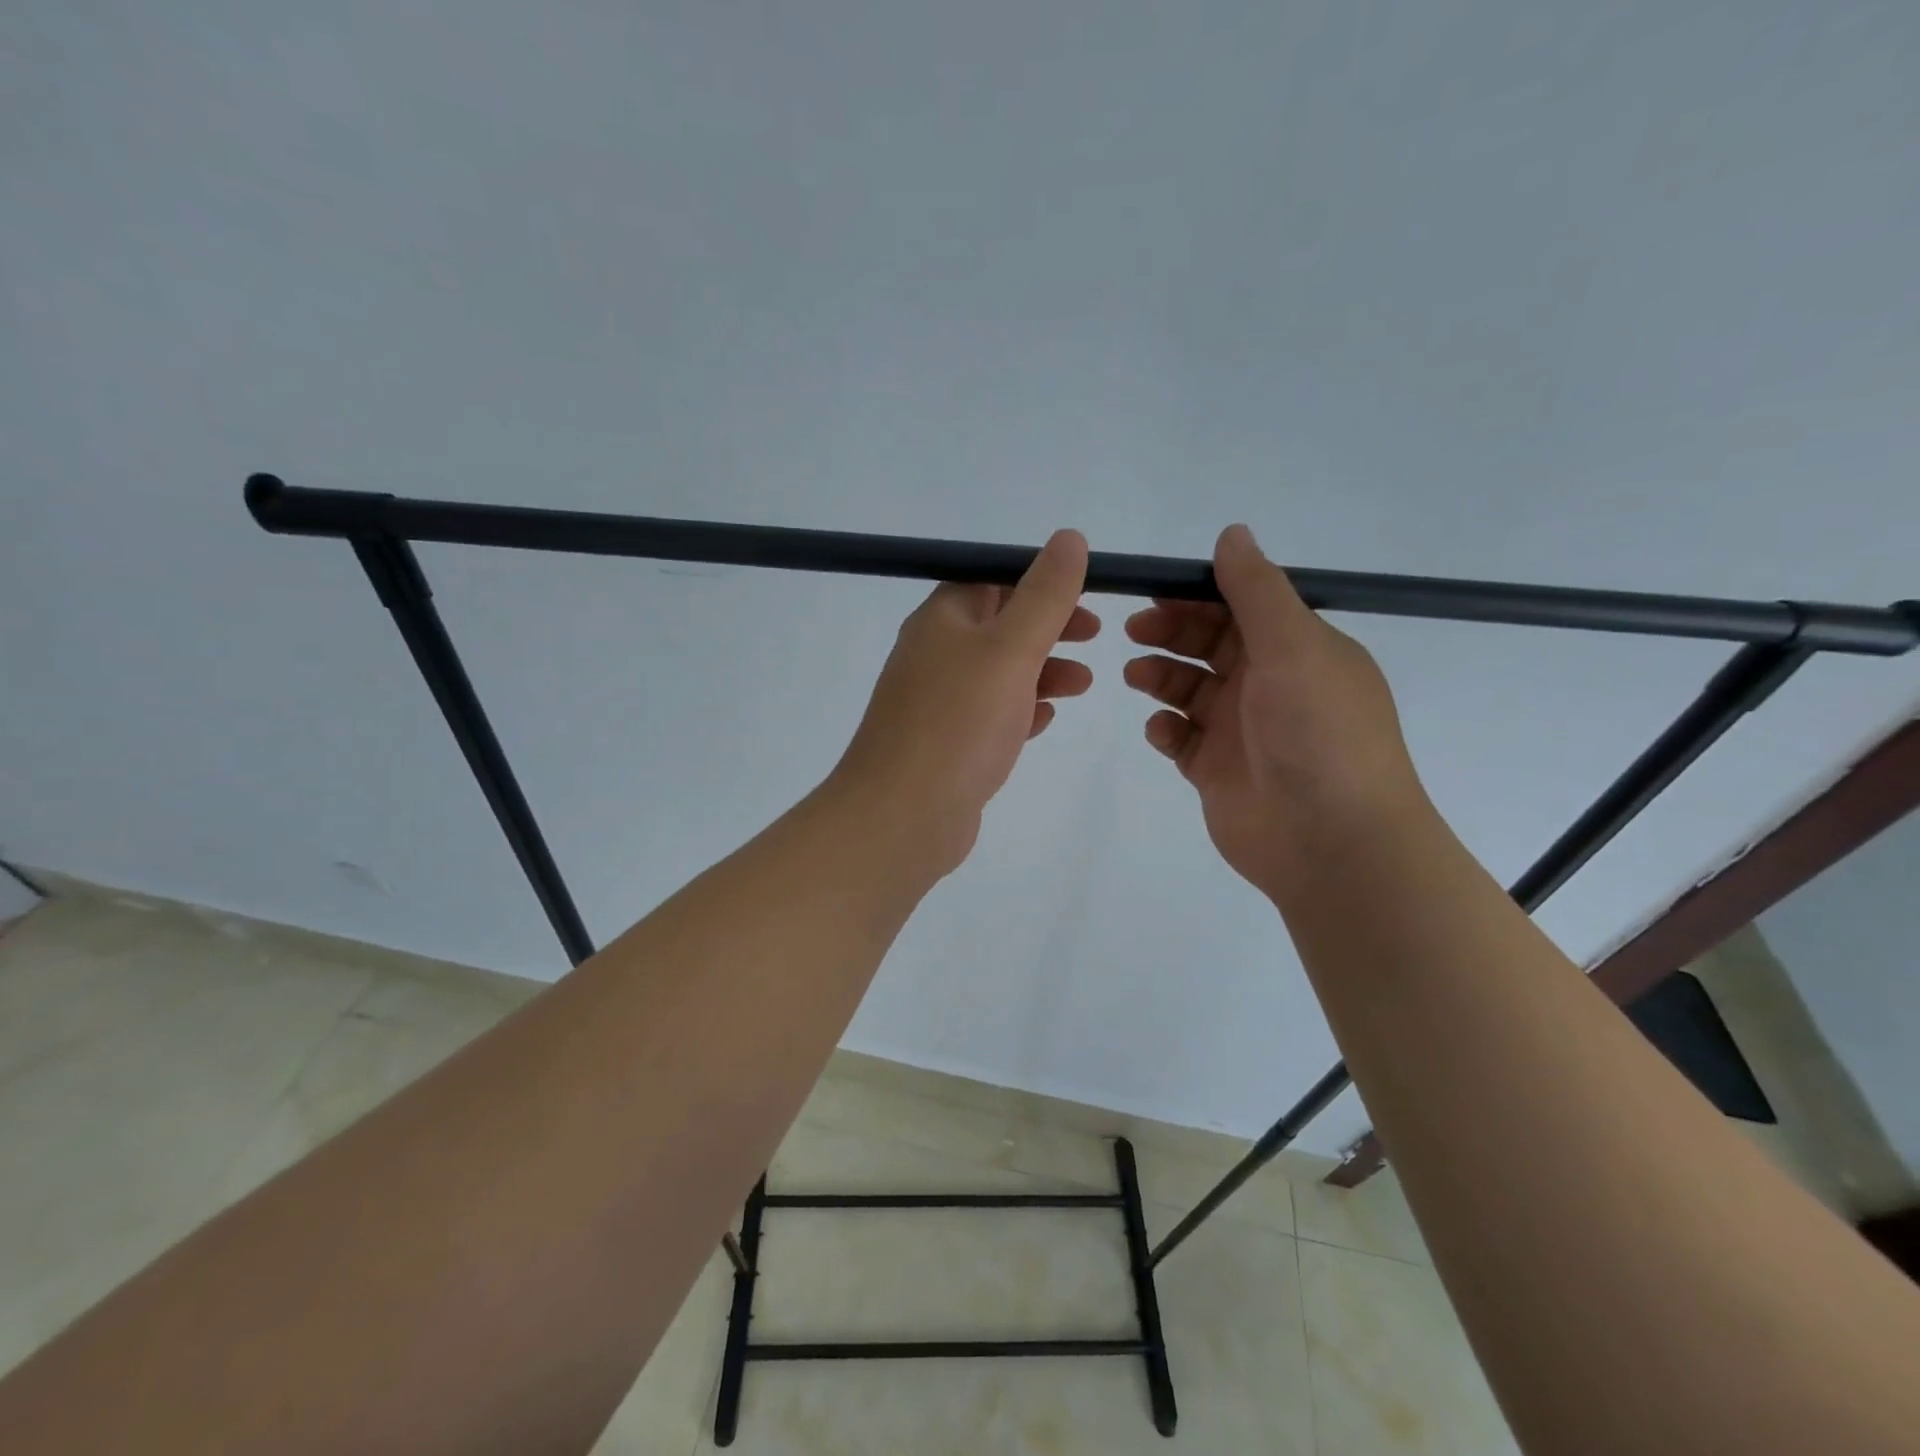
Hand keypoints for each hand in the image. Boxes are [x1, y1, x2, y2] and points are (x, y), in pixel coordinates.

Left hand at [830, 530, 1098, 877]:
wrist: (902, 817)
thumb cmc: (958, 723)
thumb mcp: (1009, 649)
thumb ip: (1044, 595)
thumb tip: (1069, 537)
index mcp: (942, 620)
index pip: (992, 579)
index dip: (1041, 579)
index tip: (1087, 593)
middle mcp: (935, 655)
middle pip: (999, 625)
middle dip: (1049, 626)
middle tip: (1095, 635)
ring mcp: (937, 703)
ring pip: (998, 674)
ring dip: (1042, 671)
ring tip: (1082, 684)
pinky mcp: (947, 746)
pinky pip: (989, 716)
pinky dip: (1020, 711)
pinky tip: (1045, 721)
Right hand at [1123, 524, 1425, 903]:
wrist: (1331, 842)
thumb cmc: (1318, 733)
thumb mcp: (1294, 647)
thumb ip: (1256, 590)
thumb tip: (1232, 533)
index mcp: (1298, 649)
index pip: (1242, 606)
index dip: (1199, 593)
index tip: (1155, 589)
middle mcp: (1270, 684)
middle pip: (1210, 644)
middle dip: (1172, 632)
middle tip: (1134, 630)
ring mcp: (1241, 730)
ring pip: (1189, 689)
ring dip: (1161, 676)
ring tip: (1137, 677)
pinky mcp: (1217, 770)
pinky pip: (1181, 737)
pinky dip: (1166, 728)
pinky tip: (1162, 730)